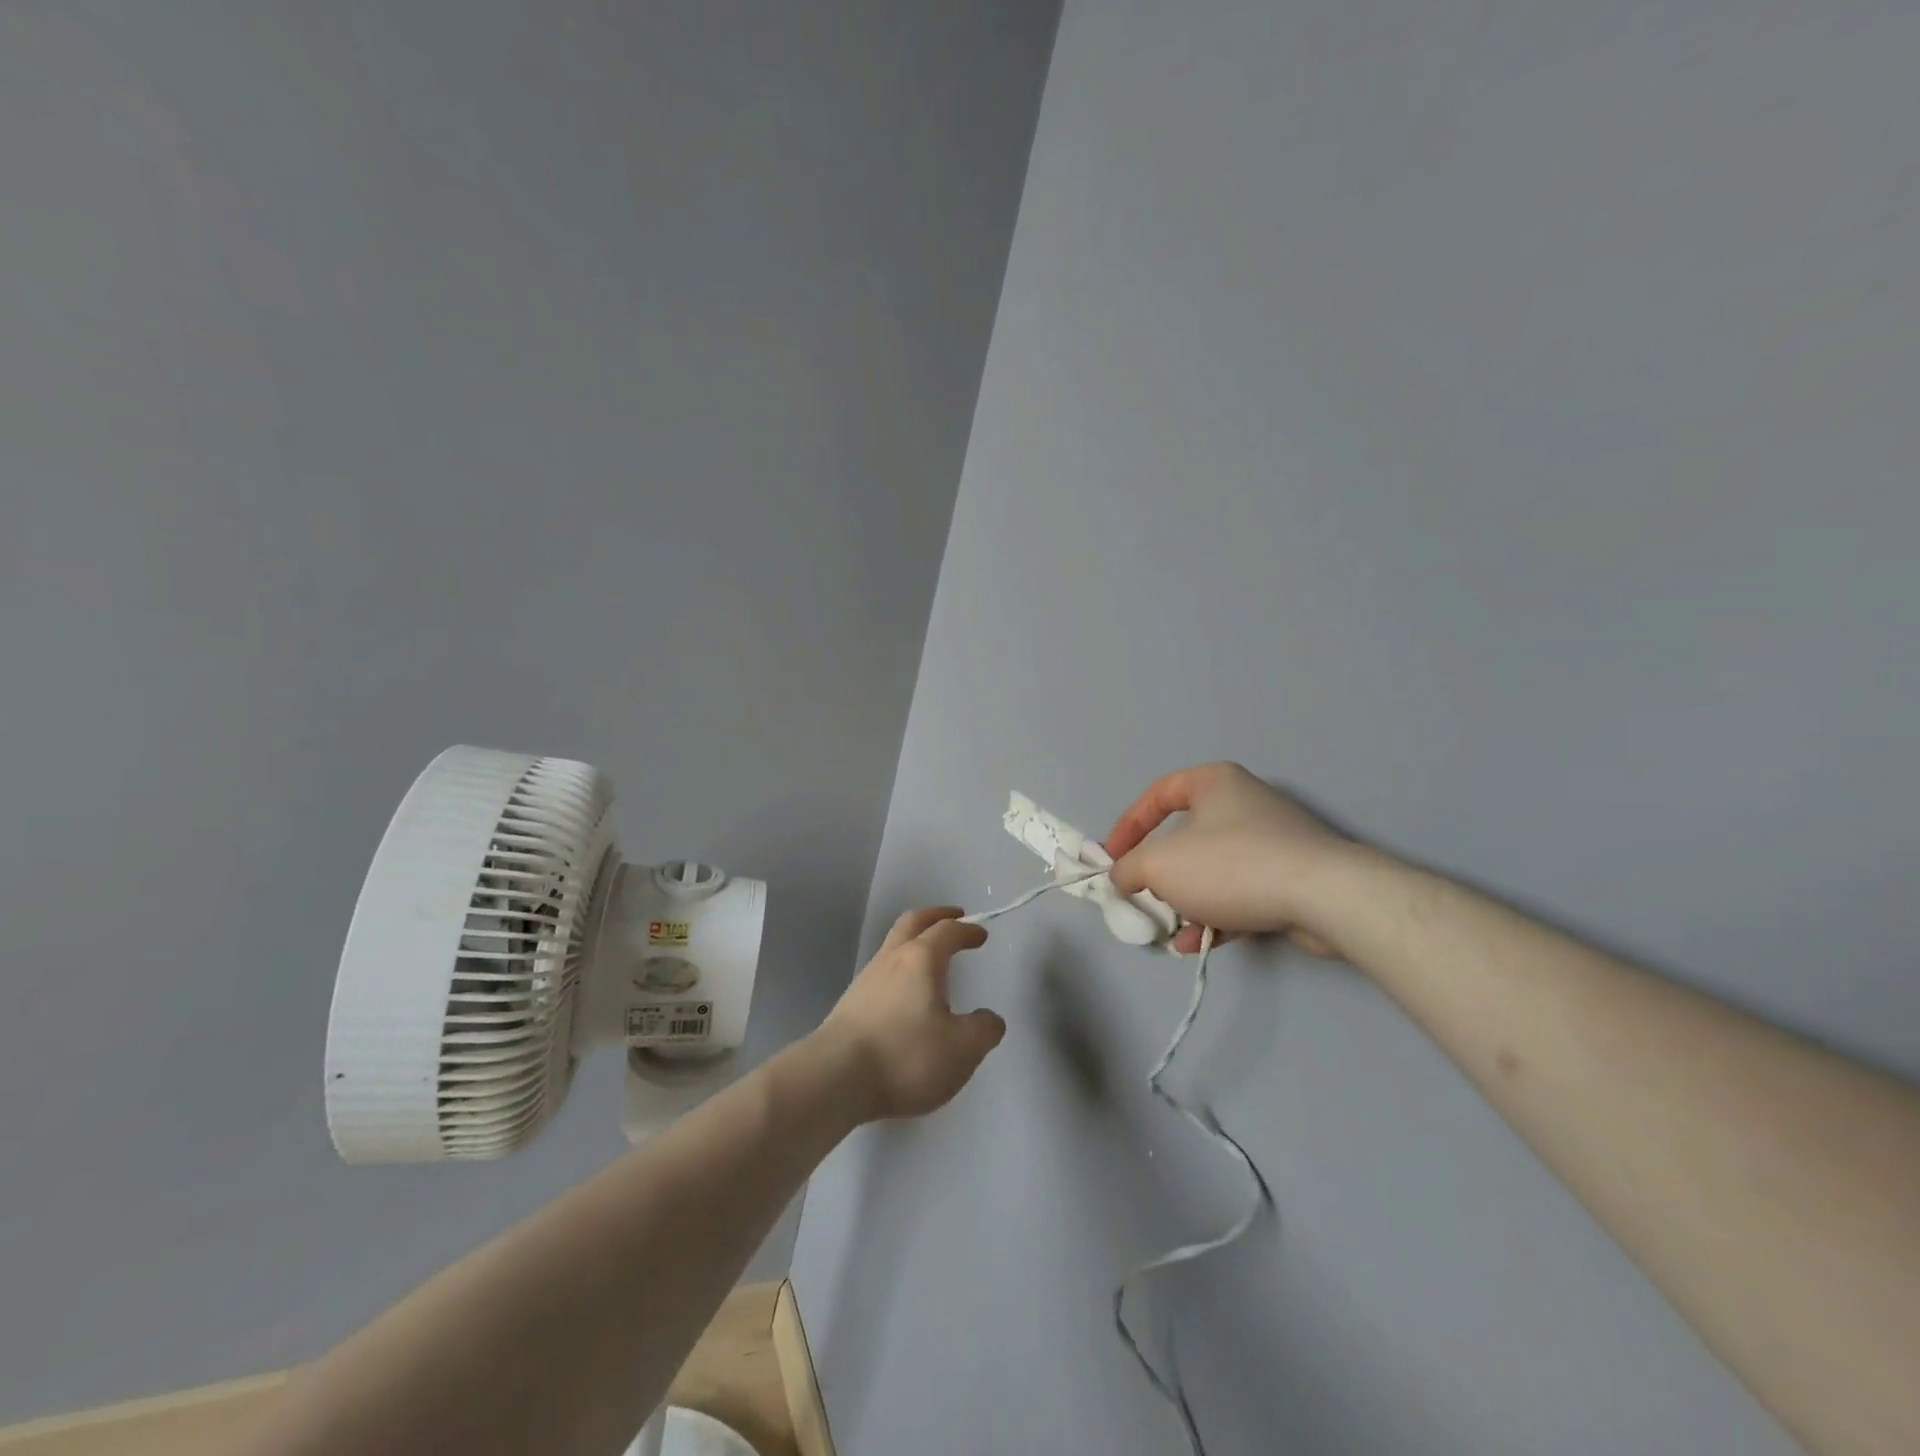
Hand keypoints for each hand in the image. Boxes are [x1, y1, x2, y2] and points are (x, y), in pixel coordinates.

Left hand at [818, 907, 1004, 1120]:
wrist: (835, 1078)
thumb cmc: (906, 1055)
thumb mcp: (962, 1049)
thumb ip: (983, 1030)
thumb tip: (989, 1019)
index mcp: (921, 959)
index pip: (947, 931)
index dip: (966, 929)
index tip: (980, 934)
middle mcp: (892, 959)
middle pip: (912, 922)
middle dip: (935, 916)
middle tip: (952, 917)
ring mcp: (866, 980)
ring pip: (892, 947)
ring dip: (914, 943)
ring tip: (931, 962)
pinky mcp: (850, 1005)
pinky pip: (882, 974)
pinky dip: (900, 971)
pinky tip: (906, 997)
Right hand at [1106, 762, 1349, 955]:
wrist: (1324, 897)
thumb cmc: (1230, 864)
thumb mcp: (1160, 865)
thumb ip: (1129, 868)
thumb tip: (1122, 876)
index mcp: (1214, 783)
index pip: (1158, 794)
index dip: (1128, 825)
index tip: (1112, 858)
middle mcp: (1245, 803)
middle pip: (1187, 836)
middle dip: (1161, 871)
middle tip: (1145, 894)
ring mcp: (1273, 841)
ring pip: (1214, 869)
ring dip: (1187, 900)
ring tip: (1171, 929)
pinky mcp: (1293, 878)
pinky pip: (1241, 892)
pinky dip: (1217, 915)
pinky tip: (1199, 943)